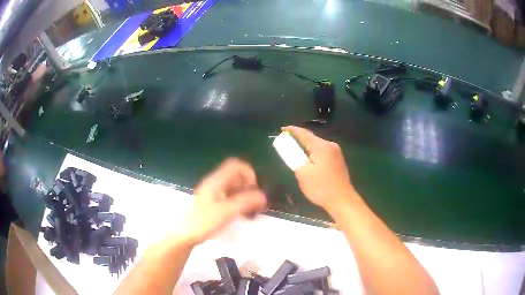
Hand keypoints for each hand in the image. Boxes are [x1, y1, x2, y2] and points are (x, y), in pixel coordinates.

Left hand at [182, 158, 266, 244]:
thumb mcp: (227, 212)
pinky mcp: (213, 203)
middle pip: (236, 176)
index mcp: (216, 181)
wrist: (186, 234)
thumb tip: (263, 195)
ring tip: (252, 210)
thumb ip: (245, 201)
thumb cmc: (204, 221)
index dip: (249, 173)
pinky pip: (230, 197)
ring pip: (234, 187)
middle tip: (256, 201)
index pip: (236, 166)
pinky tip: (243, 214)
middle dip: (249, 186)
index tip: (255, 188)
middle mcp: (215, 184)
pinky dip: (239, 202)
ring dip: (245, 195)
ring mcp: (213, 193)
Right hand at [282, 126, 356, 210]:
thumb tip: (293, 153)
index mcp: (321, 146)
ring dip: (306, 147)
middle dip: (299, 139)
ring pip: (318, 145)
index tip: (282, 129)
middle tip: (287, 142)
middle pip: (312, 138)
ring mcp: (336, 153)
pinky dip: (314, 153)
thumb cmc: (321, 188)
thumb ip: (295, 160)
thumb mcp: (302, 174)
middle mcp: (330, 146)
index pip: (304, 134)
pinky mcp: (338, 161)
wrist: (342, 200)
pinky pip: (323, 152)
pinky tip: (309, 159)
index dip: (292, 130)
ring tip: (296, 151)